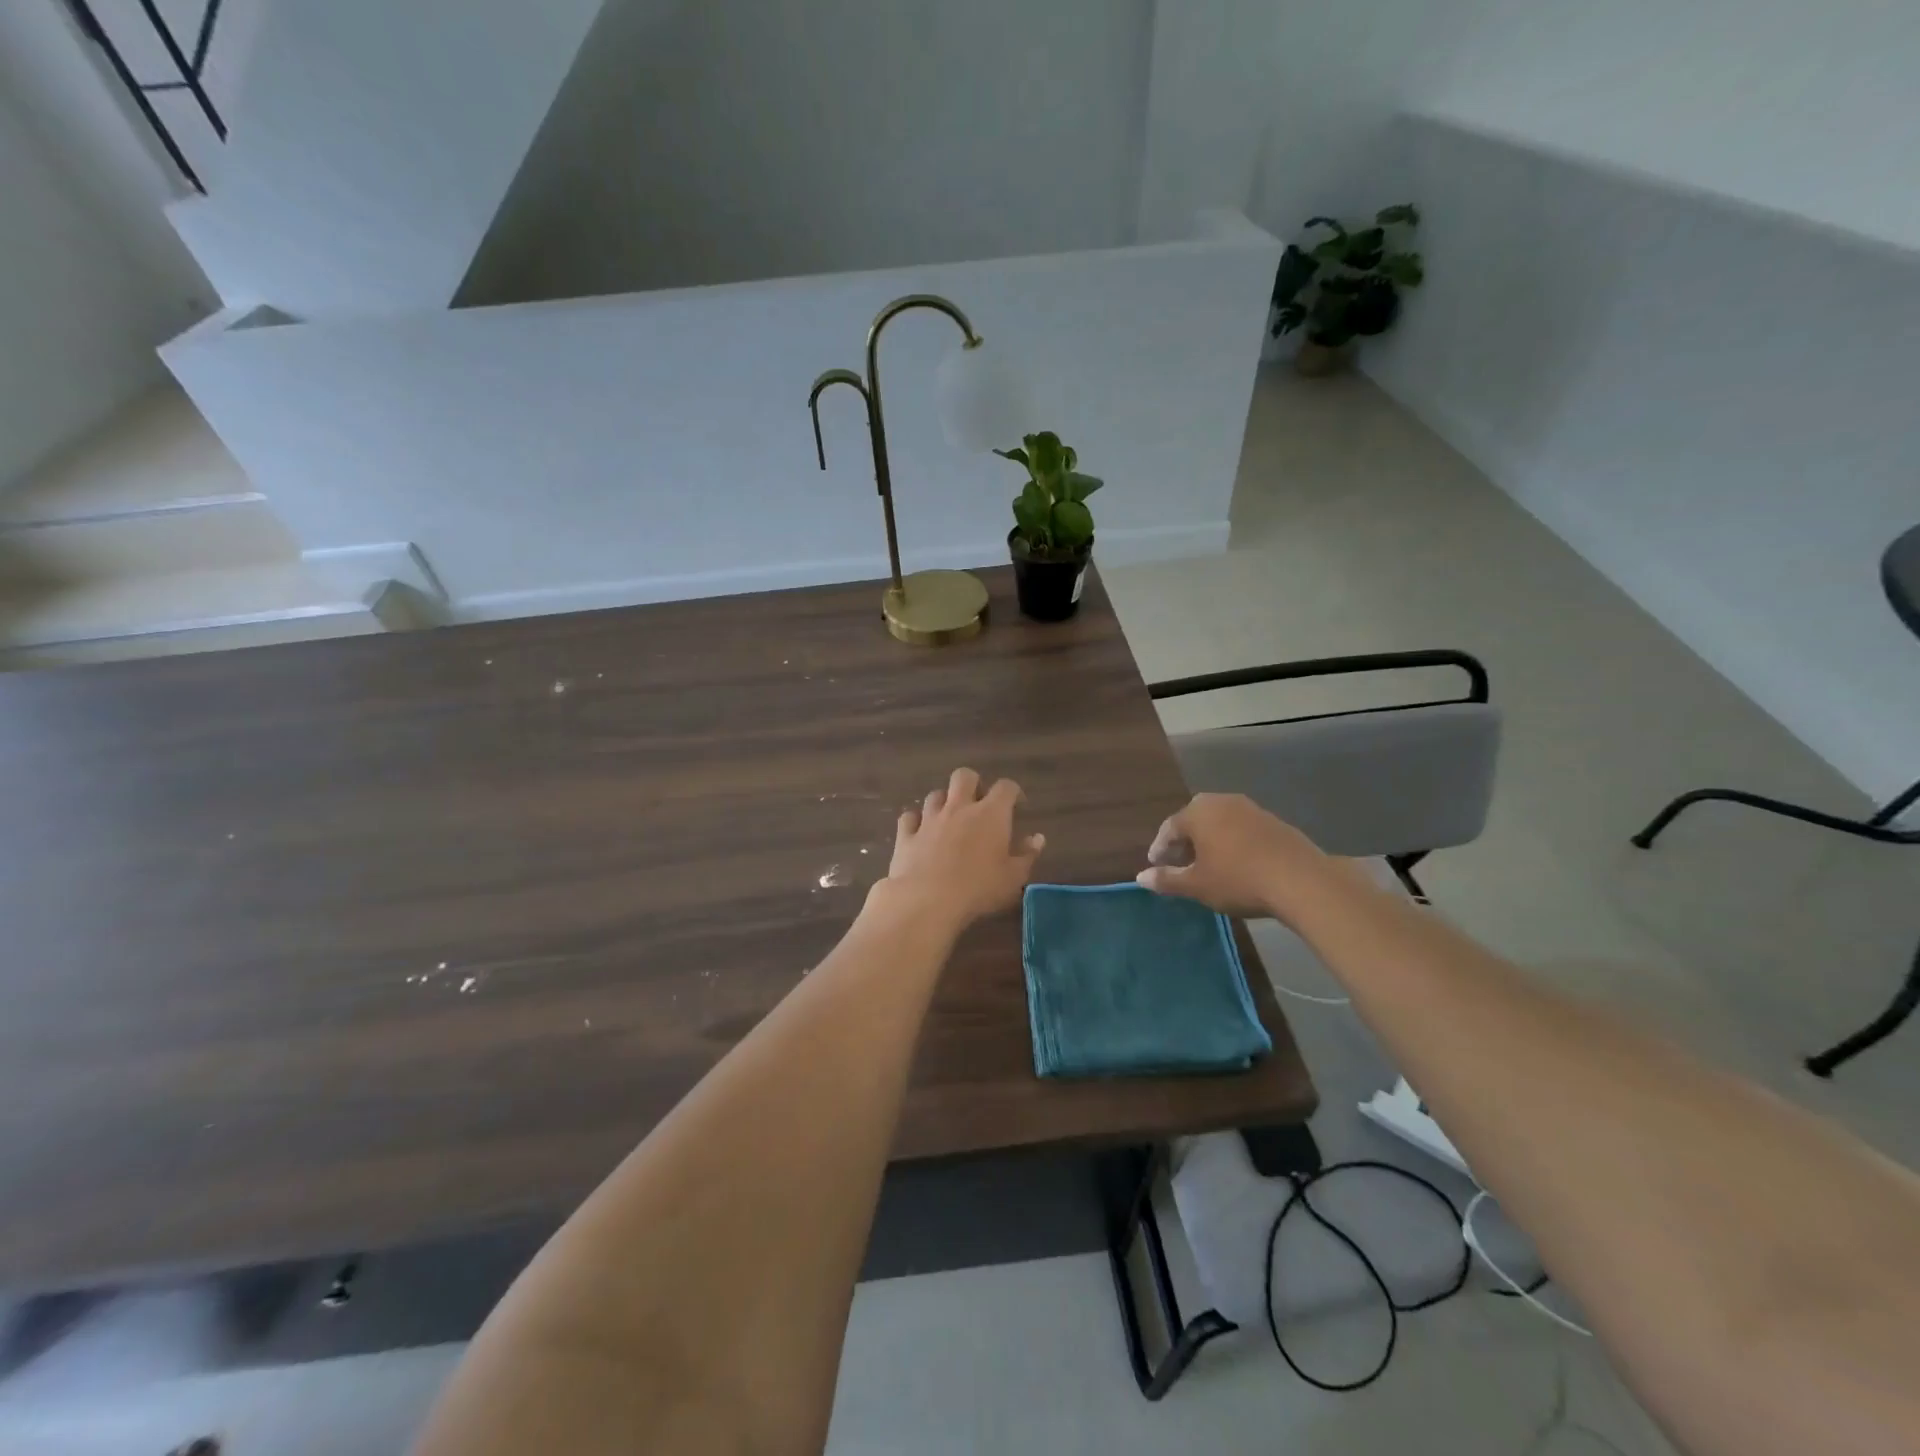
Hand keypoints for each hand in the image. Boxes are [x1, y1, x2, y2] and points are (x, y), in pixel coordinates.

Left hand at [885, 768, 1044, 929]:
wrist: (927, 900)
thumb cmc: (979, 888)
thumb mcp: (1013, 877)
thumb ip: (1027, 855)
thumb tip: (1037, 838)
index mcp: (991, 814)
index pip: (1006, 787)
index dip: (1012, 792)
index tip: (1017, 806)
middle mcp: (959, 807)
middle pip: (964, 776)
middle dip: (973, 784)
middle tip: (978, 804)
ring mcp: (929, 819)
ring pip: (935, 794)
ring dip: (944, 802)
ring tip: (949, 818)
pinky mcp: (906, 835)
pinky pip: (909, 817)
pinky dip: (915, 821)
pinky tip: (920, 832)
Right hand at [1135, 793, 1327, 920]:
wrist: (1301, 880)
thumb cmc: (1238, 879)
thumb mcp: (1197, 885)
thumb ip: (1167, 879)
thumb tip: (1141, 877)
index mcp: (1198, 812)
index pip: (1169, 828)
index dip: (1160, 849)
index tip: (1156, 867)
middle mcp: (1221, 802)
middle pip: (1194, 820)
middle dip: (1184, 842)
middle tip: (1179, 864)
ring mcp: (1250, 808)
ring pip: (1219, 823)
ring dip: (1209, 841)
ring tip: (1207, 865)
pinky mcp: (1273, 820)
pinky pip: (1241, 828)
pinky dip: (1231, 842)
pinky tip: (1236, 863)